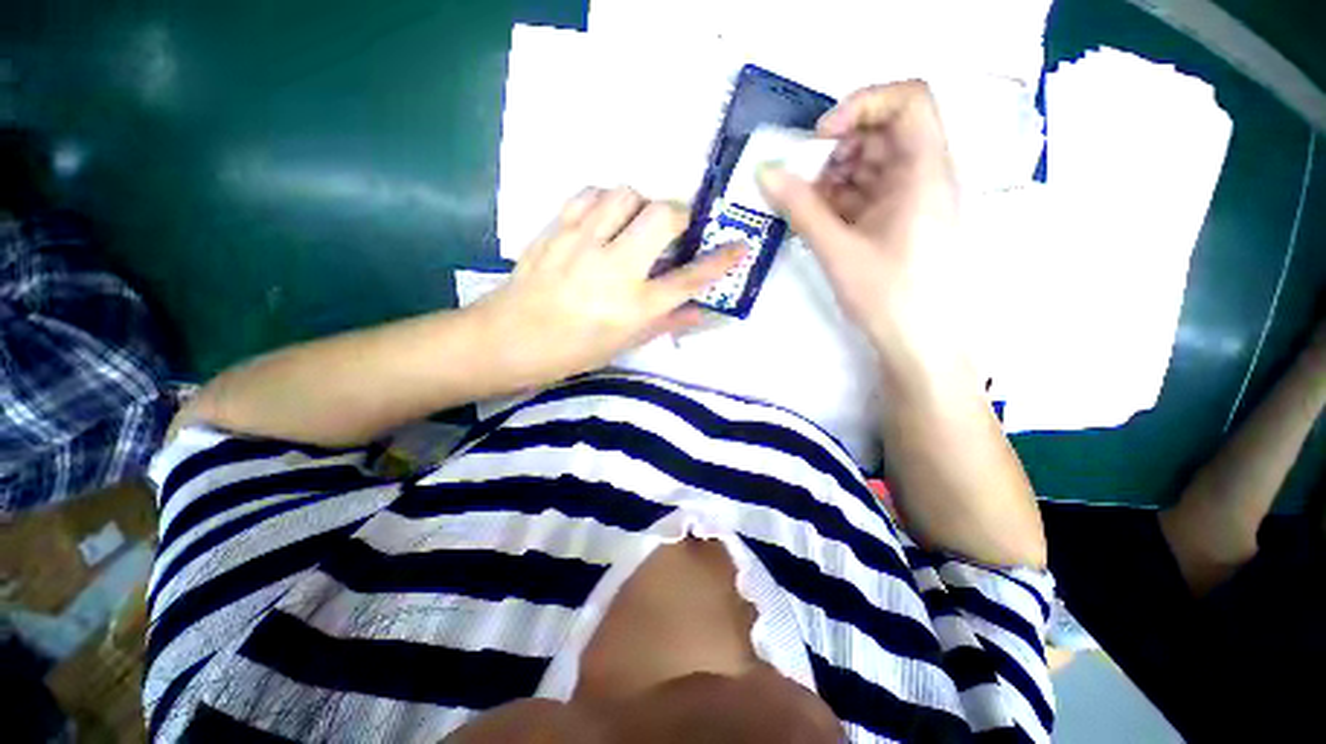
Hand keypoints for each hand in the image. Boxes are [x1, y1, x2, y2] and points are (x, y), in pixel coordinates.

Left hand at [474, 187, 742, 388]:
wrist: (510, 339)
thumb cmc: (573, 351)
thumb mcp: (624, 344)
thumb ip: (666, 323)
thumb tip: (701, 311)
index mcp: (634, 306)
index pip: (689, 278)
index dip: (721, 260)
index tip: (740, 245)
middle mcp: (615, 269)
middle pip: (662, 216)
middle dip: (679, 214)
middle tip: (675, 227)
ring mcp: (583, 244)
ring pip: (625, 194)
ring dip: (640, 203)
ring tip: (635, 222)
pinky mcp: (556, 229)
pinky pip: (589, 195)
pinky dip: (605, 200)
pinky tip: (604, 217)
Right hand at [757, 81, 965, 377]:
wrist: (919, 344)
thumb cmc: (887, 296)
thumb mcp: (837, 249)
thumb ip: (800, 208)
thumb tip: (764, 172)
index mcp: (924, 171)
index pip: (908, 100)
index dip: (862, 104)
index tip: (821, 138)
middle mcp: (925, 176)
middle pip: (884, 132)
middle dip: (838, 149)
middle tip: (803, 180)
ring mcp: (913, 200)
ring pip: (872, 165)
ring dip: (834, 178)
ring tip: (805, 207)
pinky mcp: (899, 221)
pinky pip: (869, 193)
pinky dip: (840, 200)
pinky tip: (818, 221)